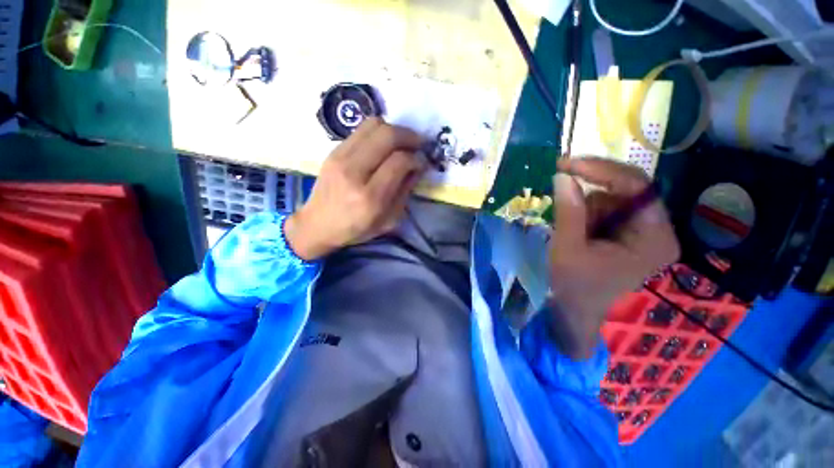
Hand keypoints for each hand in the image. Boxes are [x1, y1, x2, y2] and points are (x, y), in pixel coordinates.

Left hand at [284, 118, 426, 259]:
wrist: (317, 224)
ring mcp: (340, 157)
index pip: (399, 162)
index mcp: (370, 197)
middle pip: (387, 136)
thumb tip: (418, 166)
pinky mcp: (333, 150)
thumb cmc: (356, 229)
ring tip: (403, 142)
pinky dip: (379, 132)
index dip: (416, 158)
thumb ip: (405, 191)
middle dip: (410, 136)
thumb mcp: (388, 220)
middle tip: (419, 144)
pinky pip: (362, 129)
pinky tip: (385, 144)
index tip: (422, 162)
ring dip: (395, 130)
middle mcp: (354, 172)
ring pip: (374, 125)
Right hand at [548, 158, 679, 359]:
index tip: (566, 164)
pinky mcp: (628, 232)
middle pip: (624, 192)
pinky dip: (585, 215)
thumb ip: (569, 211)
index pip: (636, 187)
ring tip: (572, 235)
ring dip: (584, 210)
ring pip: (611, 198)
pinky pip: (605, 208)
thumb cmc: (574, 285)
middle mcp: (657, 229)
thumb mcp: (568, 247)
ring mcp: (642, 230)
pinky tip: (578, 234)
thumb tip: (563, 175)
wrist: (575, 309)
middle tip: (561, 204)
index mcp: (654, 237)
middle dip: (589, 199)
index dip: (601, 171)